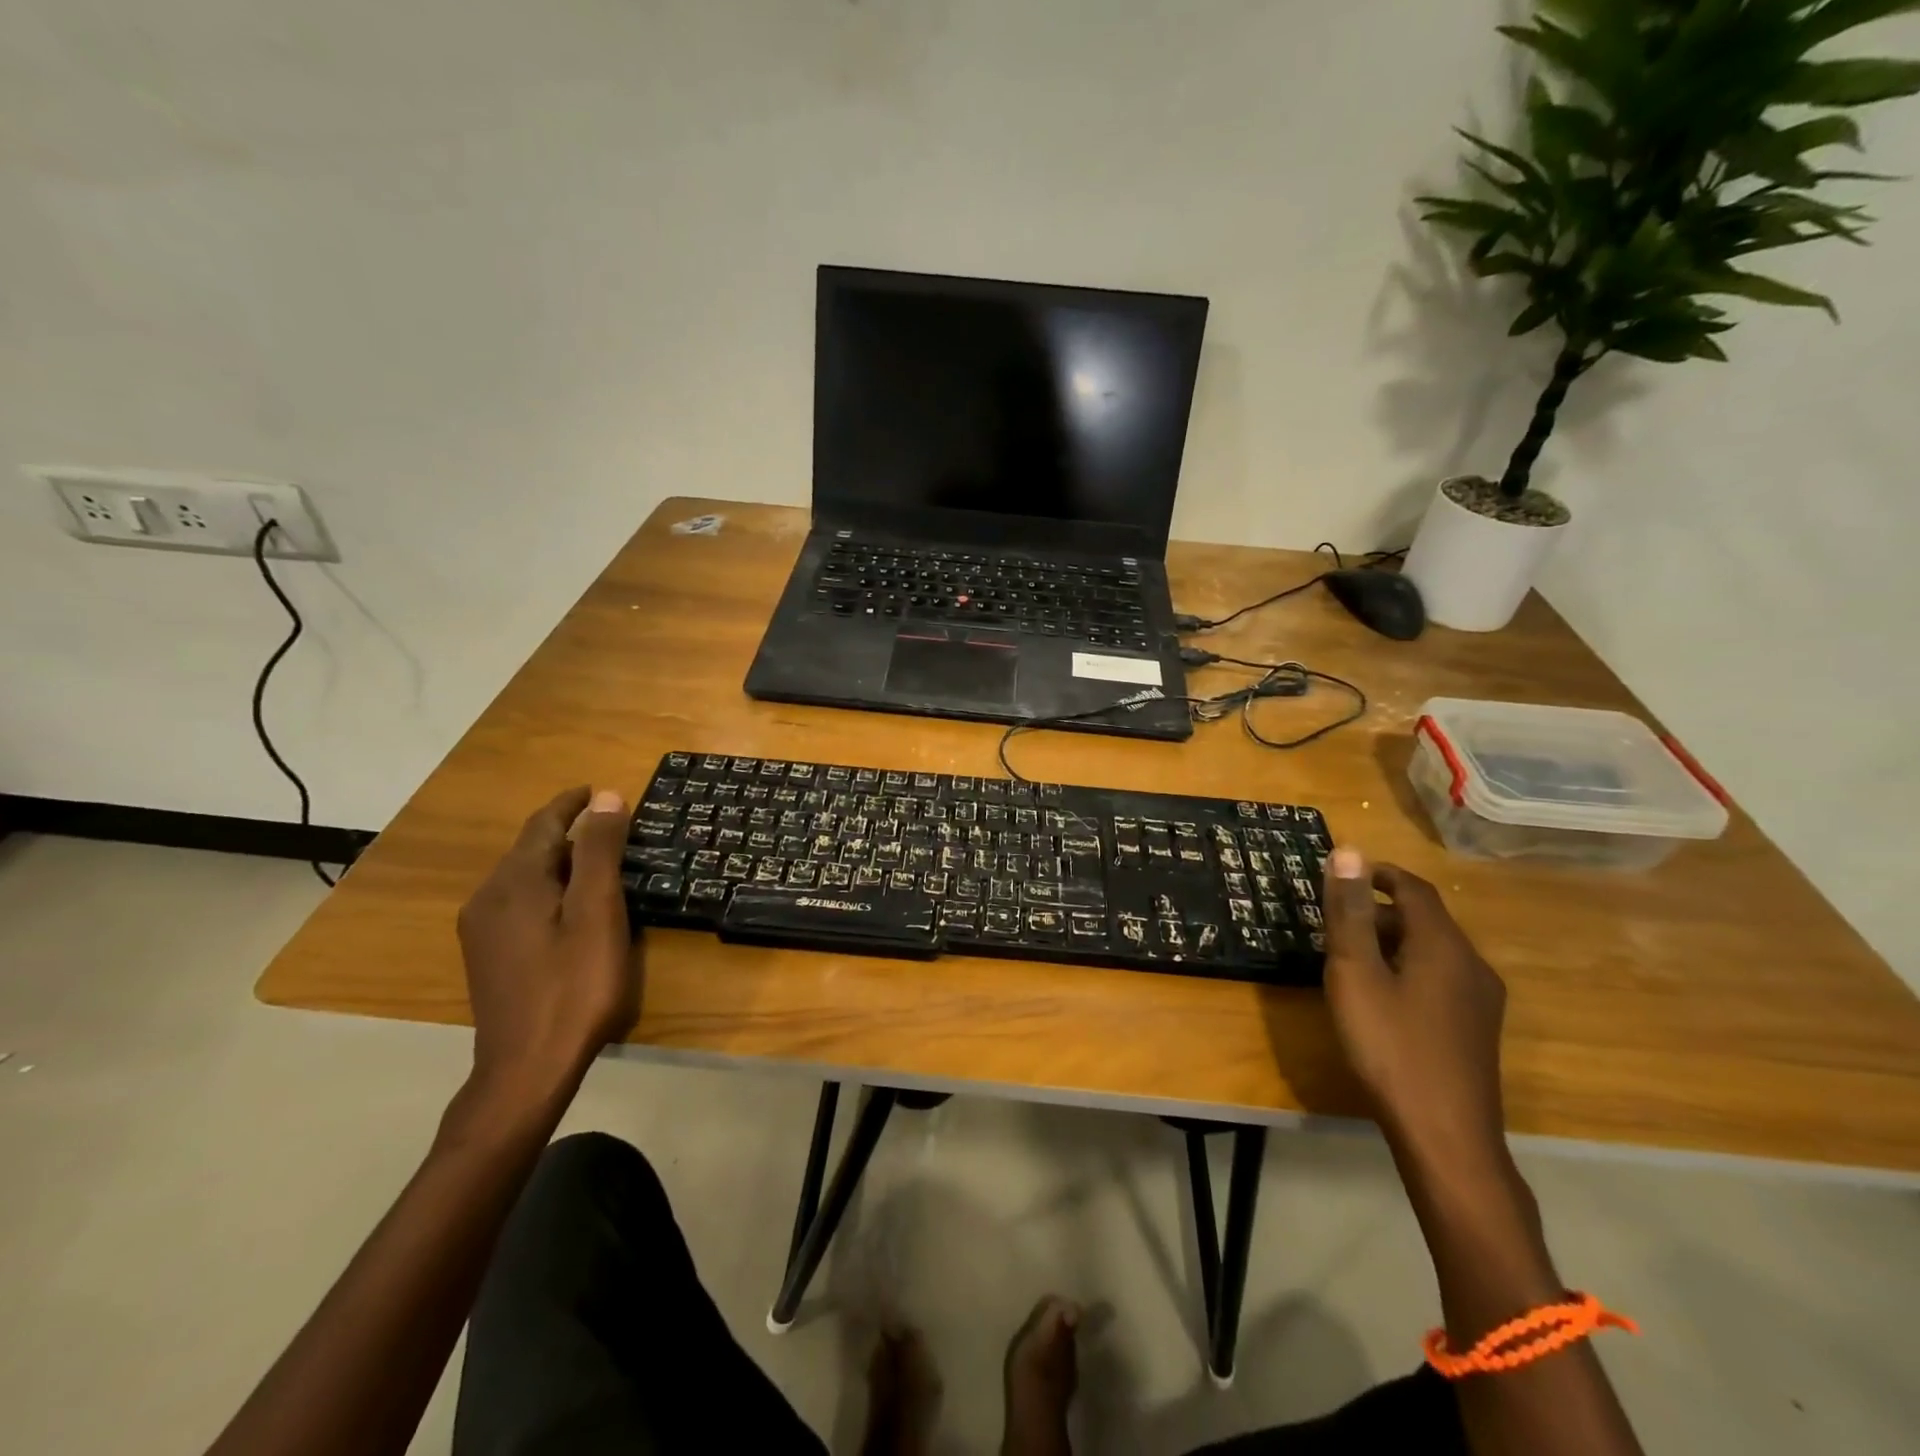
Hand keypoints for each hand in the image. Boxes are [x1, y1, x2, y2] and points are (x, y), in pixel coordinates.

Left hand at [455, 787, 638, 1103]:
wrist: (526, 1069)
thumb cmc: (574, 987)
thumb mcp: (598, 913)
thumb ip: (600, 852)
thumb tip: (607, 797)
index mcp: (515, 882)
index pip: (543, 824)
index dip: (571, 803)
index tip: (595, 789)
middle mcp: (488, 897)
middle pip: (529, 849)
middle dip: (566, 831)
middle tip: (608, 826)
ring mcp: (481, 930)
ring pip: (522, 876)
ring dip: (556, 860)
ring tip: (594, 860)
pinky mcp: (486, 956)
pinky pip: (516, 901)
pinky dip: (545, 887)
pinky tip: (567, 906)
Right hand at [1321, 848, 1507, 1172]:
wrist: (1446, 1137)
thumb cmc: (1390, 1046)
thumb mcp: (1355, 973)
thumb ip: (1350, 912)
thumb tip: (1347, 851)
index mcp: (1444, 944)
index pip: (1413, 888)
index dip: (1377, 874)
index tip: (1339, 875)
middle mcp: (1471, 964)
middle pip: (1424, 918)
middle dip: (1379, 910)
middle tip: (1334, 923)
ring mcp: (1481, 1000)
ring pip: (1432, 950)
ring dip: (1392, 941)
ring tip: (1350, 960)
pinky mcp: (1477, 1029)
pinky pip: (1440, 978)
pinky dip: (1407, 968)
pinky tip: (1382, 998)